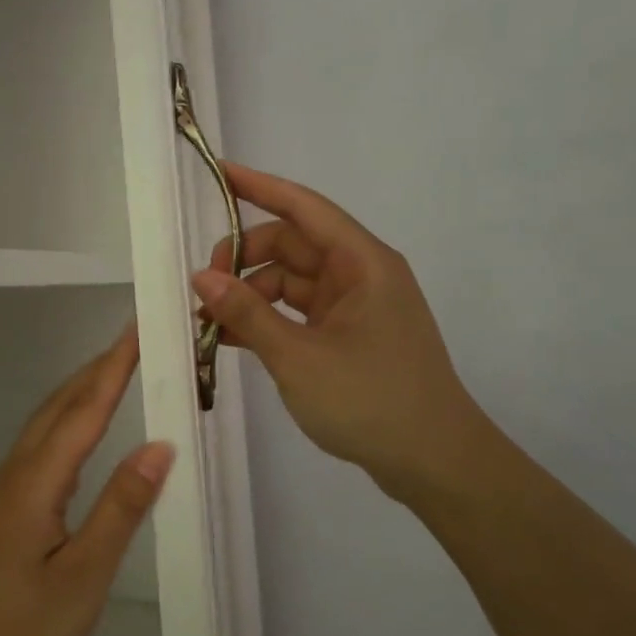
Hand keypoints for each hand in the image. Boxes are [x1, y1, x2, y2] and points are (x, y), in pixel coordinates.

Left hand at [0, 326, 173, 635]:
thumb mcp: (82, 579)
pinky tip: (79, 437)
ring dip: (80, 393)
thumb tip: (160, 446)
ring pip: (44, 426)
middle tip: (135, 340)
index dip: (114, 368)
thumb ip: (120, 509)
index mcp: (34, 483)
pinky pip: (38, 450)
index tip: (139, 329)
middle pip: (59, 407)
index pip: (84, 410)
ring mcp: (0, 494)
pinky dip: (66, 424)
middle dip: (97, 369)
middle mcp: (14, 475)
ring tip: (114, 373)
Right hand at [193, 163, 505, 508]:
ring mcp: (356, 307)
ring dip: (250, 296)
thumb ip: (247, 314)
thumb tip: (200, 277)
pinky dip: (267, 320)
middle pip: (291, 245)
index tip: (219, 172)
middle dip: (243, 260)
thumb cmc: (371, 401)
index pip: (303, 207)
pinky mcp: (350, 336)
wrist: (435, 463)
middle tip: (203, 289)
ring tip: (208, 323)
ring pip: (291, 281)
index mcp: (361, 263)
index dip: (259, 186)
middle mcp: (360, 275)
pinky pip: (299, 313)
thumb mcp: (298, 357)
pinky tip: (231, 339)